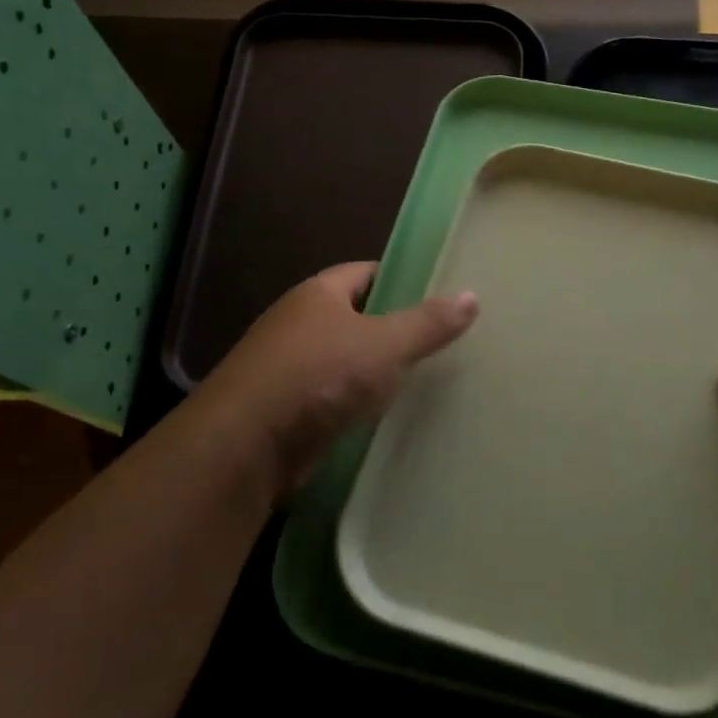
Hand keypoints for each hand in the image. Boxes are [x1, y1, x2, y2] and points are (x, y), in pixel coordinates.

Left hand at [193, 262, 478, 498]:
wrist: (246, 445)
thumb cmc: (319, 376)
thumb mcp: (384, 345)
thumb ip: (427, 323)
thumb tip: (471, 296)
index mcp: (318, 294)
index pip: (365, 272)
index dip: (400, 278)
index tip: (437, 293)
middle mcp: (299, 323)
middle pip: (355, 316)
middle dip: (392, 327)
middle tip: (439, 339)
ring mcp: (288, 367)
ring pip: (344, 359)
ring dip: (374, 369)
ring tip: (423, 378)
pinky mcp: (286, 409)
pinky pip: (332, 396)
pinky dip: (356, 402)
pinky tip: (385, 414)